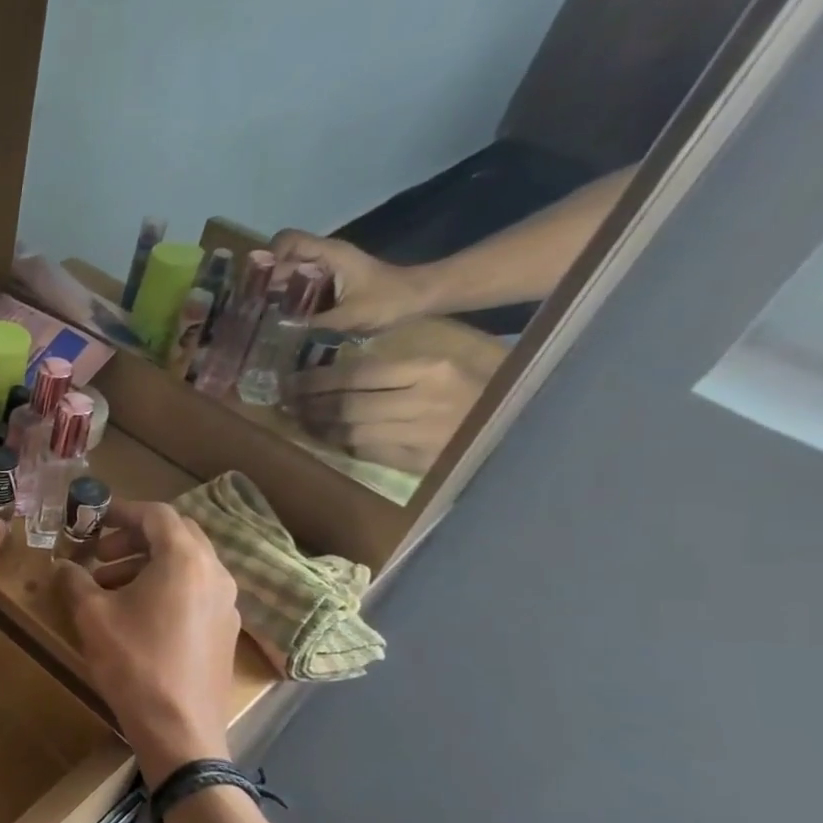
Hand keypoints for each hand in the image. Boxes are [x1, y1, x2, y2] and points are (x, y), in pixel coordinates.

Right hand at [55, 501, 238, 777]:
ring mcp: (226, 602)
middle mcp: (214, 572)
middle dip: (133, 538)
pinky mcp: (226, 629)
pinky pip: (195, 590)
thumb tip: (63, 565)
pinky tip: (137, 615)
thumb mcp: (92, 617)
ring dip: (146, 565)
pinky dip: (166, 587)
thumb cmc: (134, 664)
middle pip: (176, 535)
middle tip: (99, 556)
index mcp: (185, 559)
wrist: (180, 730)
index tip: (93, 519)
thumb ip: (75, 580)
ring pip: (186, 564)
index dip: (122, 511)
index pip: (157, 514)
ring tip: (108, 589)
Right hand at [269, 229, 430, 333]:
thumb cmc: (390, 301)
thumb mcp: (351, 316)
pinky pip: (298, 288)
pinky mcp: (327, 284)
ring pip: (288, 275)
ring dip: (273, 294)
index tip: (256, 285)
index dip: (268, 258)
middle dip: (264, 282)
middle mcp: (323, 258)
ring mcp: (325, 270)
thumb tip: (277, 333)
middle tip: (249, 310)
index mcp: (329, 254)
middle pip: (282, 260)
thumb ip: (314, 324)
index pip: (287, 241)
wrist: (420, 298)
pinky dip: (286, 301)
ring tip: (259, 319)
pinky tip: (279, 322)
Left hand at [285, 338, 505, 473]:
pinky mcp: (419, 461)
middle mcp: (422, 401)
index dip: (317, 380)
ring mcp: (420, 434)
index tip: (291, 381)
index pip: (357, 374)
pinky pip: (368, 451)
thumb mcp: (449, 361)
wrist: (538, 426)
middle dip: (309, 404)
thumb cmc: (486, 384)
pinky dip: (342, 444)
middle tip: (284, 402)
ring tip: (297, 420)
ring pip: (352, 431)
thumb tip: (341, 369)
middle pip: (348, 404)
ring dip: (319, 427)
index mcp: (430, 369)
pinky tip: (325, 437)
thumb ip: (401, 365)